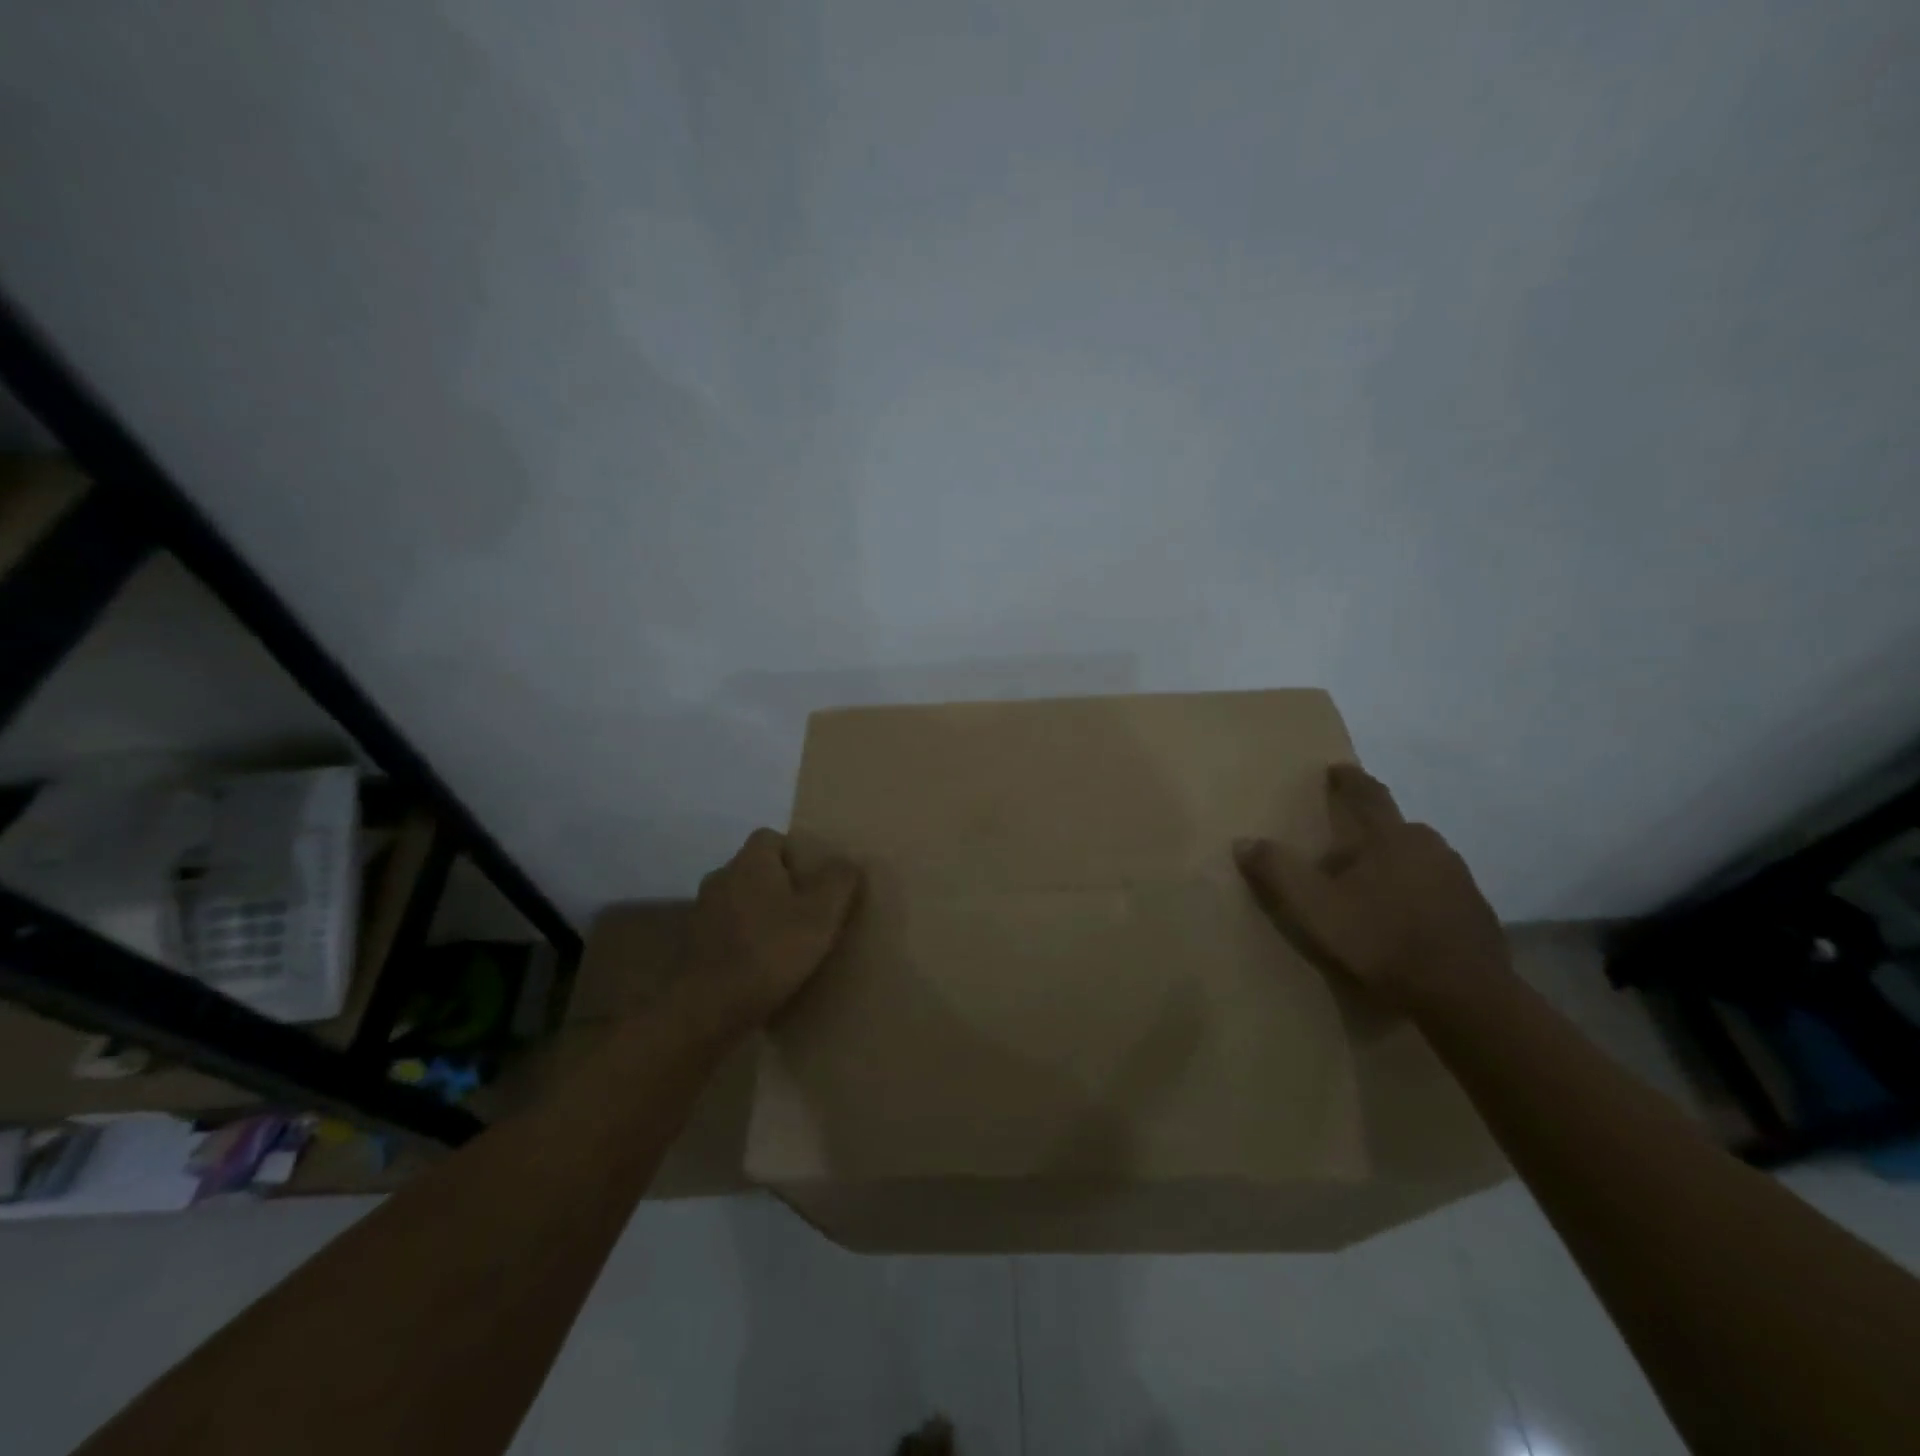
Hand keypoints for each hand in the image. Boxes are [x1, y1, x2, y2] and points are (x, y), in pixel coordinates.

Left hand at [675, 828, 861, 1038]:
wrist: (706, 1009)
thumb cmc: (769, 952)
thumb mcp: (821, 915)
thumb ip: (838, 881)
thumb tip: (847, 861)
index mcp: (750, 862)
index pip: (772, 838)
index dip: (796, 854)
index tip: (816, 881)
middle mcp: (721, 877)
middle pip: (756, 869)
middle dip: (780, 885)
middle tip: (808, 912)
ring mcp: (701, 912)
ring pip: (740, 901)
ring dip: (760, 914)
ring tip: (786, 942)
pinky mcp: (692, 945)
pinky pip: (726, 930)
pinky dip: (743, 940)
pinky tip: (761, 966)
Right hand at [1233, 765, 1508, 1012]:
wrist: (1463, 997)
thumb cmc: (1380, 941)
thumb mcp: (1313, 908)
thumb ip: (1276, 871)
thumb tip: (1244, 841)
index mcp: (1390, 837)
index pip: (1367, 793)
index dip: (1349, 779)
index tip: (1336, 769)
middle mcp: (1430, 847)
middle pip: (1394, 828)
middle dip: (1368, 833)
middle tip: (1342, 850)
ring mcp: (1460, 880)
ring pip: (1418, 860)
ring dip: (1394, 866)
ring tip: (1370, 889)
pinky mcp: (1476, 914)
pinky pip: (1437, 891)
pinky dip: (1417, 896)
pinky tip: (1403, 921)